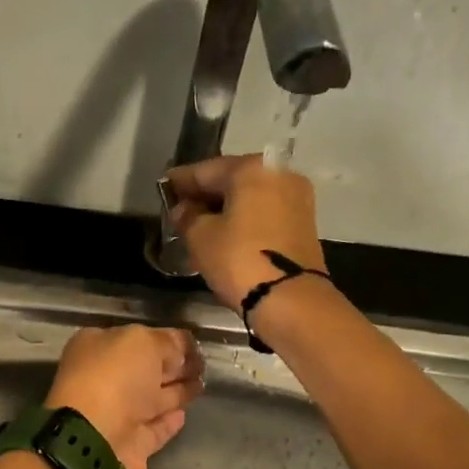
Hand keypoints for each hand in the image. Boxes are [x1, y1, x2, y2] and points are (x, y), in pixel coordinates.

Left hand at [45, 325, 203, 468]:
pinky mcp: (129, 445)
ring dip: (175, 392)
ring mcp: (114, 415)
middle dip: (172, 366)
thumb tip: (178, 353)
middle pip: (143, 370)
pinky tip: (185, 414)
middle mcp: (102, 380)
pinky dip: (167, 422)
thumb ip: (165, 342)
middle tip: (204, 363)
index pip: (136, 338)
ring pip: (150, 400)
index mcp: (95, 347)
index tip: (193, 344)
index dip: (165, 339)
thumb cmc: (115, 379)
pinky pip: (153, 429)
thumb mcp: (143, 342)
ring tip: (203, 384)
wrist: (96, 441)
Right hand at [165, 154, 327, 311]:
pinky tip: (228, 233)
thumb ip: (187, 216)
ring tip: (202, 224)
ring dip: (226, 208)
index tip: (164, 187)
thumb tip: (184, 209)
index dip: (181, 181)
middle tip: (181, 209)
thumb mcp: (200, 238)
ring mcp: (297, 197)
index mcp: (252, 168)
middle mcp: (279, 174)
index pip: (206, 170)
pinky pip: (265, 212)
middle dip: (206, 194)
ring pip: (251, 196)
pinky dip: (245, 218)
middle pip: (232, 179)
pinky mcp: (305, 222)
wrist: (290, 299)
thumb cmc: (239, 260)